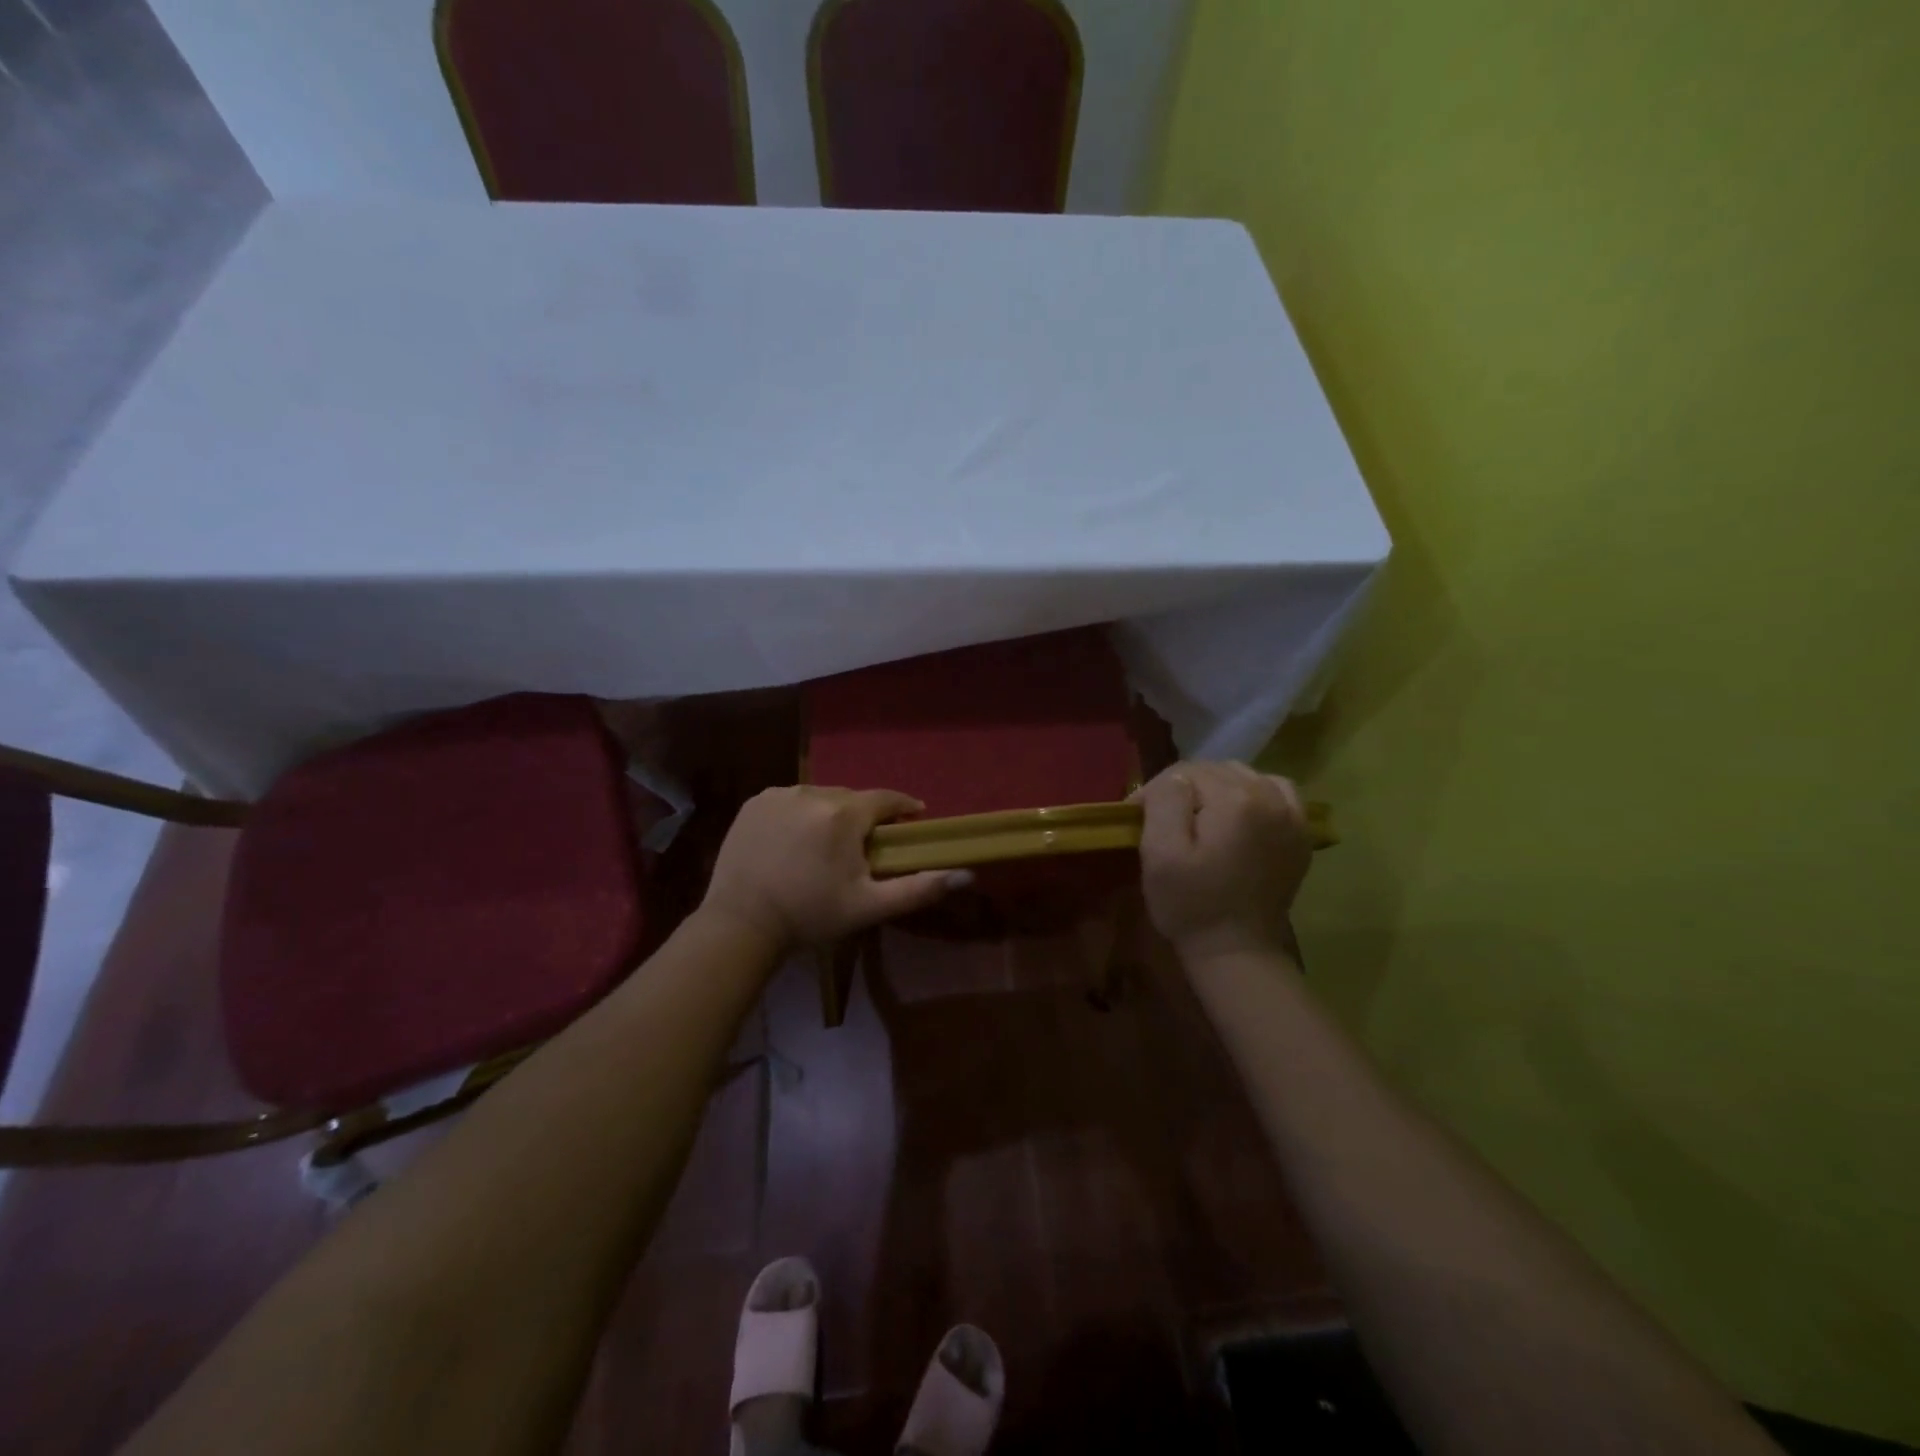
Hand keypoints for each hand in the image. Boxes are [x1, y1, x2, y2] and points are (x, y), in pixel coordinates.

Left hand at [700, 786, 968, 950]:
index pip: (886, 799)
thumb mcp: (869, 906)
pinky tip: (794, 841)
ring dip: (829, 814)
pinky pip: (789, 800)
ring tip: (825, 845)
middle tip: (863, 845)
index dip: (902, 808)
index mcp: (844, 814)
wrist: (742, 923)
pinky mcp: (754, 803)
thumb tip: (967, 874)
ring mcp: (779, 794)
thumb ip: (919, 888)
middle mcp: (813, 792)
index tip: (912, 820)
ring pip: (819, 797)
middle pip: (851, 798)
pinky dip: (798, 814)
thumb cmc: (810, 915)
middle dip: (862, 817)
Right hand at [1132, 761, 1312, 963]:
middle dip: (1185, 788)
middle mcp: (1270, 796)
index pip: (1183, 772)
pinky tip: (1238, 815)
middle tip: (1164, 820)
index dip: (1155, 792)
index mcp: (1235, 800)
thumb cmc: (1191, 904)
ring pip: (1244, 776)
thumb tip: (1174, 780)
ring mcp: (1292, 815)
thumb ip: (1165, 801)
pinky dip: (1254, 794)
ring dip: (1217, 788)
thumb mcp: (1161, 852)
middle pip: (1215, 770)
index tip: (1137, 818)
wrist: (1236, 952)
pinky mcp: (1300, 834)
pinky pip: (1276, 792)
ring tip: (1199, 817)